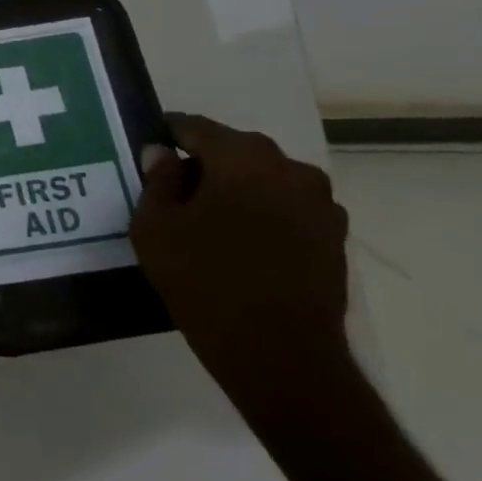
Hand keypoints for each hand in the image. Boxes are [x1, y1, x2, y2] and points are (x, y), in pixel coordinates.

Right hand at [129, 113, 353, 424]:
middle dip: (202, 164)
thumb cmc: (203, 279)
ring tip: (203, 220)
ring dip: (235, 191)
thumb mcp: (155, 227)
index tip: (147, 144)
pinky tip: (236, 244)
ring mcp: (321, 205)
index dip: (168, 133)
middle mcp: (291, 169)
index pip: (196, 128)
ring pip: (264, 182)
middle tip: (169, 189)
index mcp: (244, 158)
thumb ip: (157, 181)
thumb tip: (161, 153)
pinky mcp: (334, 239)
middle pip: (235, 152)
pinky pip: (285, 211)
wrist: (278, 352)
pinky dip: (260, 216)